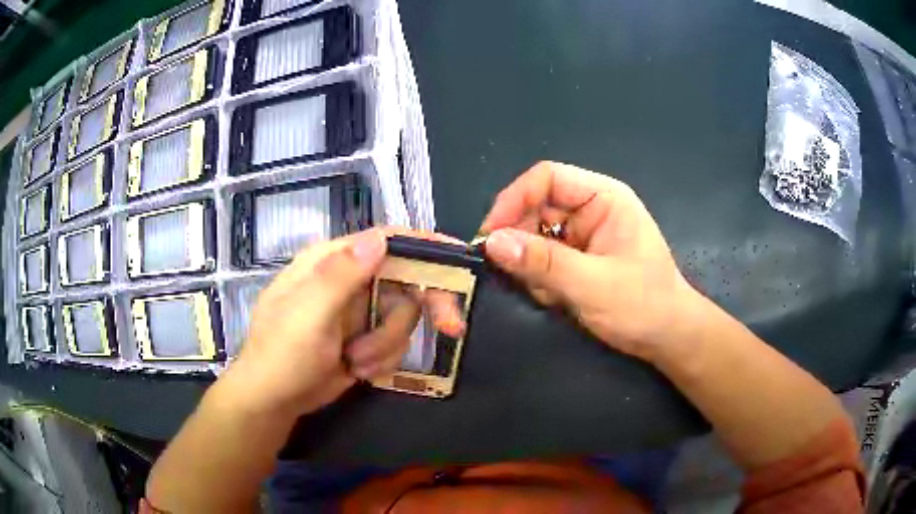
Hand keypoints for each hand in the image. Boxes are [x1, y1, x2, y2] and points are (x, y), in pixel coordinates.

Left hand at [220, 229, 462, 419]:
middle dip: (424, 308)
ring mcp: (358, 311)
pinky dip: (382, 359)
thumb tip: (380, 238)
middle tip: (452, 328)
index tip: (461, 259)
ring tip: (357, 361)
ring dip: (387, 345)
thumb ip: (342, 275)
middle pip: (406, 279)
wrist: (274, 402)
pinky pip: (396, 342)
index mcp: (331, 261)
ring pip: (404, 317)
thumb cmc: (283, 355)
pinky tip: (357, 370)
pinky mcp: (365, 338)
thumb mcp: (308, 315)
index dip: (425, 246)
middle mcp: (349, 280)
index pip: (385, 240)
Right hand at [481, 161, 702, 362]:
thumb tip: (492, 243)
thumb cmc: (644, 305)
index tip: (490, 235)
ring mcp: (582, 235)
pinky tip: (556, 299)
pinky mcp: (576, 259)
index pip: (548, 178)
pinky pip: (541, 258)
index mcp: (604, 198)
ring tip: (548, 293)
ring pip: (534, 236)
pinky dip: (538, 279)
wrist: (667, 338)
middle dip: (521, 240)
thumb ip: (544, 263)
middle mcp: (590, 210)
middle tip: (512, 273)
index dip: (514, 199)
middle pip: (536, 207)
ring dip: (530, 265)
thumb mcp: (594, 285)